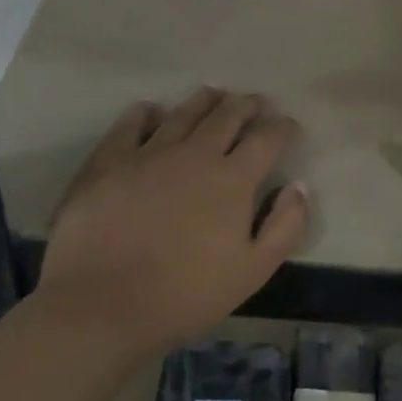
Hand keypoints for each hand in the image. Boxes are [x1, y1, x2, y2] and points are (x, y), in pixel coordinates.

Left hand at [34, 88, 308, 354]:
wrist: (102, 305)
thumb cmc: (186, 294)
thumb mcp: (254, 271)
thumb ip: (285, 226)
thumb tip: (299, 186)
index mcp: (233, 180)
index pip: (267, 140)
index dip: (282, 128)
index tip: (289, 125)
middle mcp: (194, 154)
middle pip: (226, 117)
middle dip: (245, 106)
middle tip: (254, 102)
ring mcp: (148, 154)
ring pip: (182, 114)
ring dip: (203, 102)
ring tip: (213, 95)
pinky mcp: (107, 162)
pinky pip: (130, 125)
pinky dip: (145, 113)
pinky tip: (150, 110)